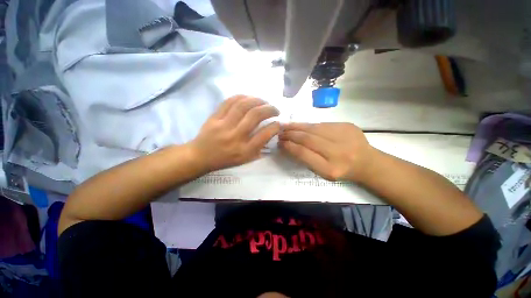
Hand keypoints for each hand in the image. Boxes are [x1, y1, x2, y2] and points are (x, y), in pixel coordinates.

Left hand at [190, 95, 280, 171]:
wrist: (200, 156)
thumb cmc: (225, 160)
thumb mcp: (245, 159)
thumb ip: (259, 147)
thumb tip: (271, 132)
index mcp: (244, 150)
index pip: (264, 134)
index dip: (275, 126)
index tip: (279, 123)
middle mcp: (235, 137)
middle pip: (255, 115)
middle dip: (269, 109)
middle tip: (275, 109)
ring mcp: (223, 125)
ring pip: (243, 105)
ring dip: (257, 100)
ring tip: (264, 102)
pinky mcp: (214, 117)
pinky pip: (229, 102)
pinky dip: (242, 97)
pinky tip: (249, 98)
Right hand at [279, 122, 375, 181]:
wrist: (367, 162)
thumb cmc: (341, 170)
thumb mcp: (322, 172)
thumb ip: (305, 159)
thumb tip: (288, 145)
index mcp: (330, 169)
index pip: (303, 153)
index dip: (289, 146)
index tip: (280, 142)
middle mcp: (338, 152)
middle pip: (308, 139)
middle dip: (291, 134)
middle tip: (280, 132)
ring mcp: (344, 136)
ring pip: (314, 128)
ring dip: (297, 126)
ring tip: (286, 126)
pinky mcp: (347, 125)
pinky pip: (322, 124)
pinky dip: (309, 124)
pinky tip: (301, 125)